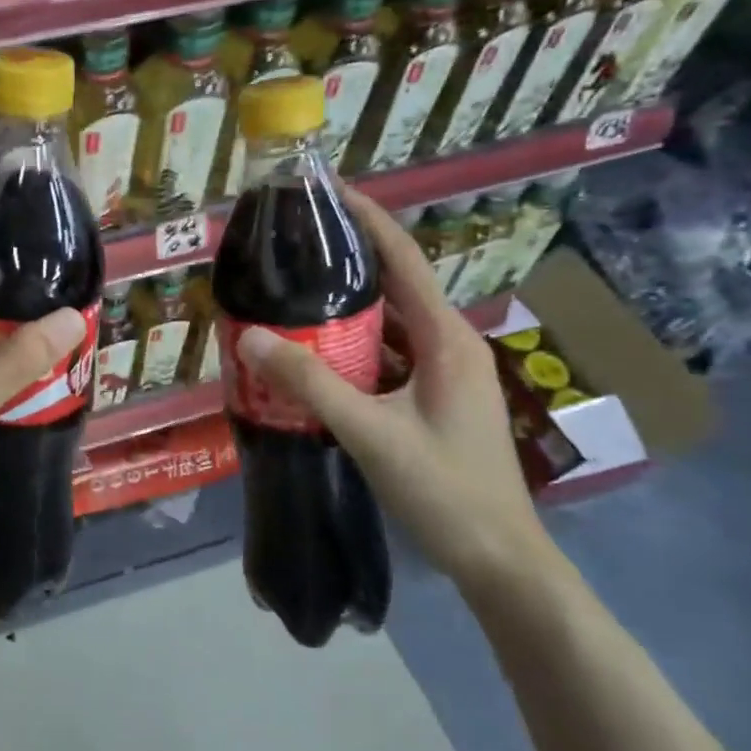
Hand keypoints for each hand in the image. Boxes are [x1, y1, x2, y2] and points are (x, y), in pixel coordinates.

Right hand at [234, 187, 554, 592]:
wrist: (499, 560)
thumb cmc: (445, 490)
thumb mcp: (371, 433)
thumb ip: (311, 384)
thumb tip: (252, 337)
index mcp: (447, 339)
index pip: (405, 260)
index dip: (368, 220)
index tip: (328, 191)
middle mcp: (449, 345)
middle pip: (395, 285)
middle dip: (349, 257)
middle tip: (294, 241)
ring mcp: (442, 374)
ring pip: (389, 322)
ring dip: (346, 304)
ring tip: (294, 287)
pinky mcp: (431, 398)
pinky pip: (386, 355)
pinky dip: (351, 344)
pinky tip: (313, 350)